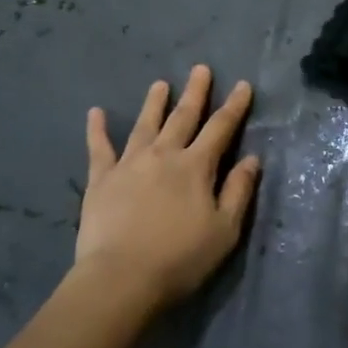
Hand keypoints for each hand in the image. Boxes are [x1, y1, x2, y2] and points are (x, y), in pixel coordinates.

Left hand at [73, 65, 260, 311]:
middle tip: (200, 69)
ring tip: (160, 84)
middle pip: (183, 117)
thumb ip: (239, 191)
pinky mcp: (100, 179)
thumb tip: (251, 159)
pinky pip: (99, 148)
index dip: (234, 106)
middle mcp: (164, 155)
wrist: (121, 278)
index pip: (220, 128)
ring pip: (145, 125)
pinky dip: (97, 129)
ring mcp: (129, 164)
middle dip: (195, 92)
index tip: (242, 85)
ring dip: (154, 103)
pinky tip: (95, 112)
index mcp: (196, 166)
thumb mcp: (225, 230)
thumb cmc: (180, 258)